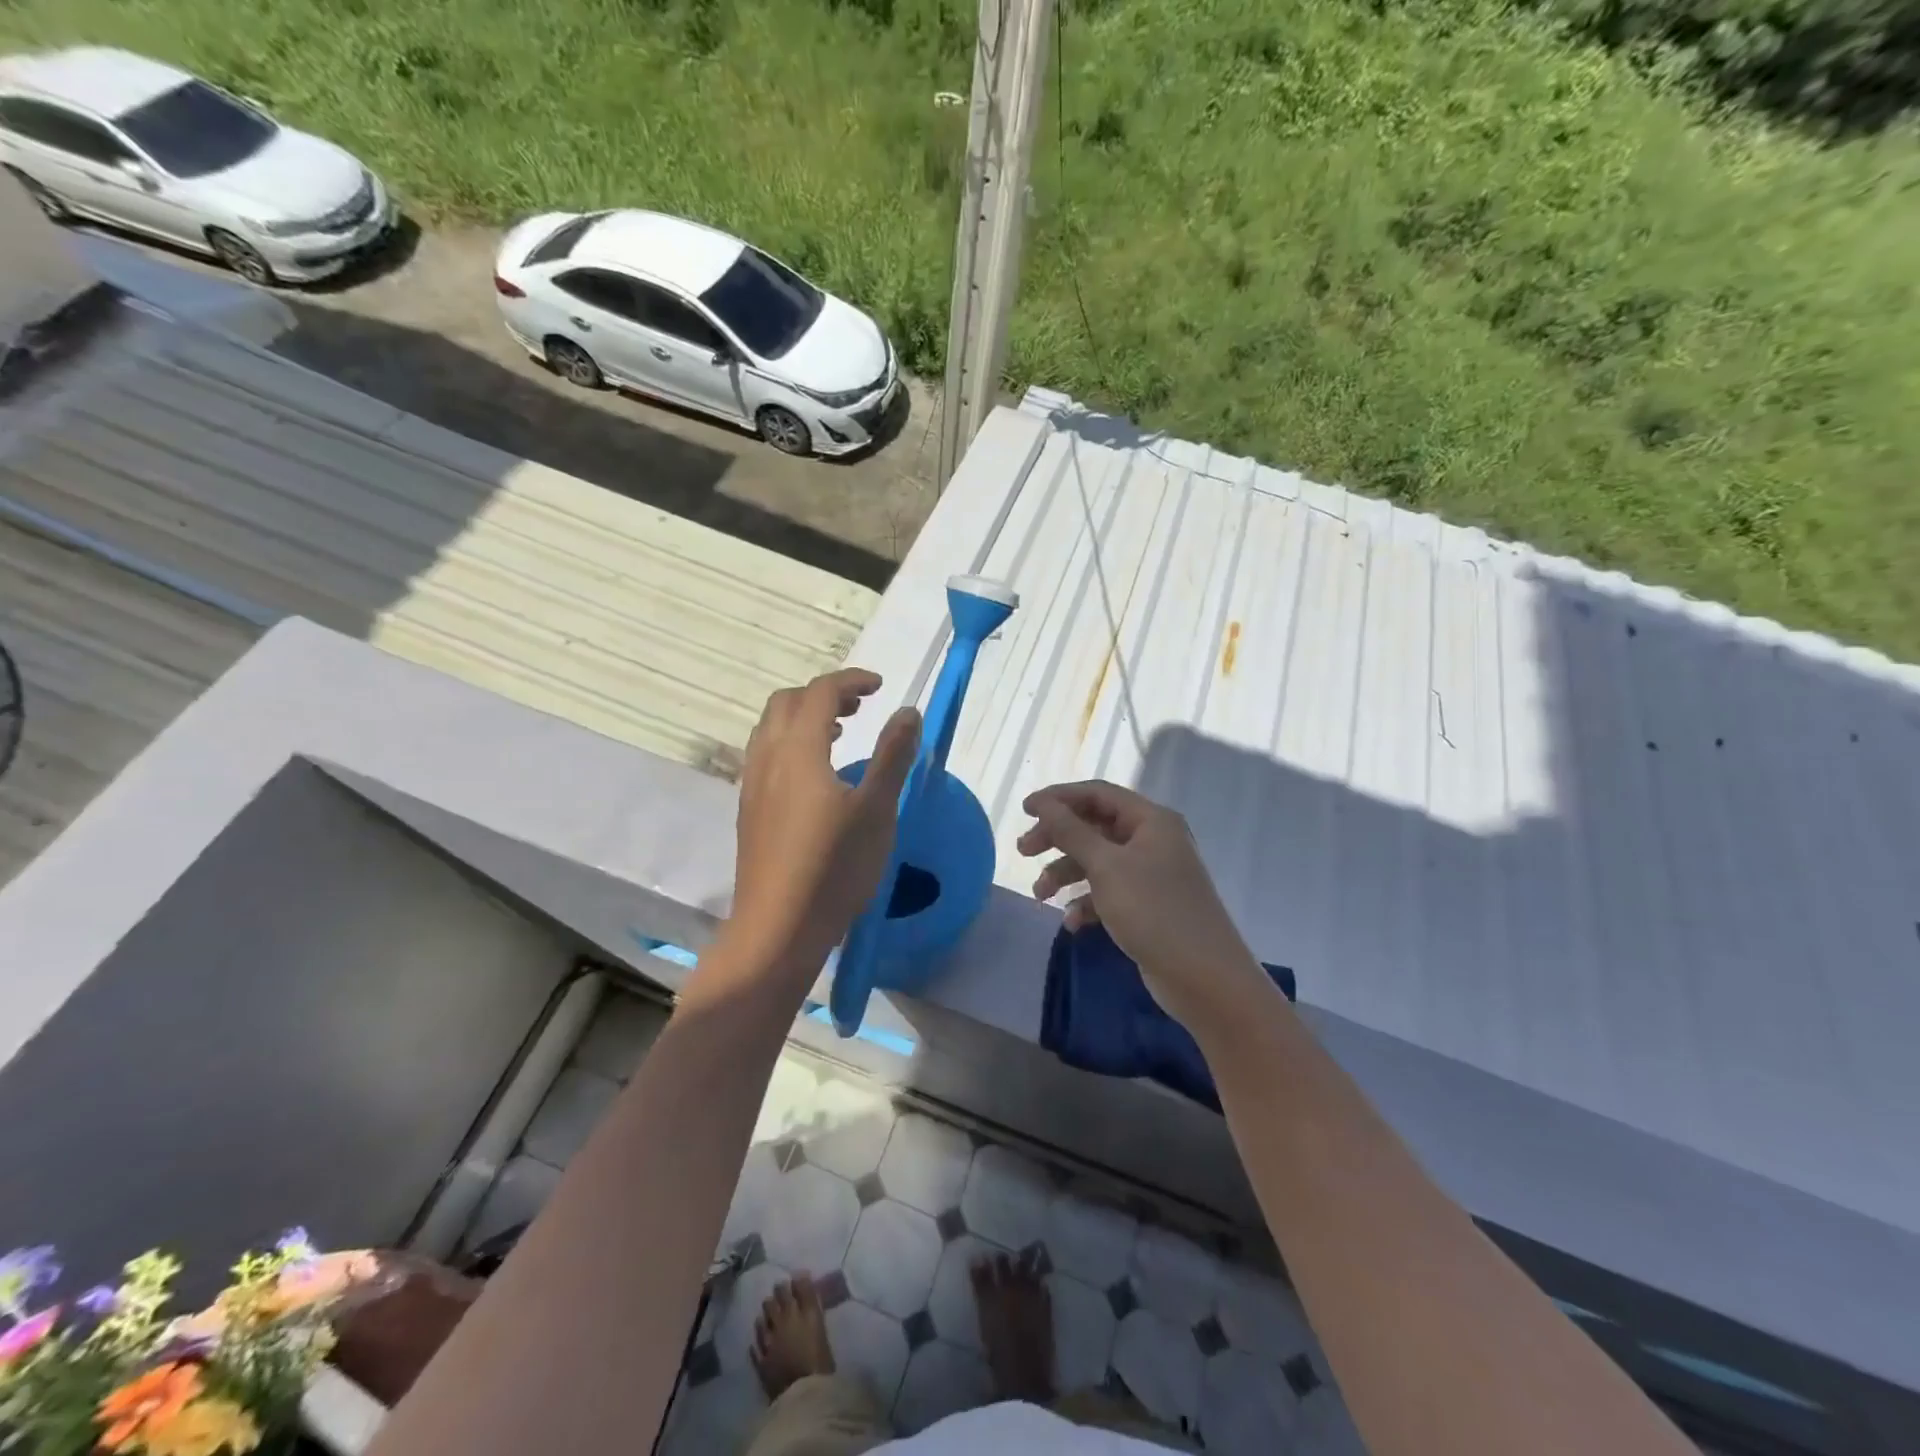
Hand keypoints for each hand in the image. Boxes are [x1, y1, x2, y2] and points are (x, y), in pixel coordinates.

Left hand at [728, 668, 920, 972]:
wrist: (777, 929)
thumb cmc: (834, 868)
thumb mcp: (876, 810)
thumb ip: (892, 756)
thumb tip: (908, 712)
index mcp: (798, 750)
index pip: (820, 693)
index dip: (852, 680)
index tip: (881, 687)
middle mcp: (767, 758)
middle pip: (787, 703)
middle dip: (824, 694)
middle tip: (861, 707)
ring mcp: (752, 786)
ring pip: (770, 729)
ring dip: (804, 717)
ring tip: (839, 733)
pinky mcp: (749, 811)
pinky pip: (766, 755)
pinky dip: (791, 743)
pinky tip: (816, 776)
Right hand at [1018, 780, 1268, 1032]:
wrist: (1204, 978)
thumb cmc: (1154, 911)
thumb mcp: (1106, 867)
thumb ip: (1072, 832)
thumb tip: (1045, 803)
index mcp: (1150, 820)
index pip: (1097, 794)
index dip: (1059, 798)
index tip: (1024, 810)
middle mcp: (1152, 840)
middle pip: (1094, 826)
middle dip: (1057, 838)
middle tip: (1023, 851)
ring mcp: (1151, 874)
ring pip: (1097, 861)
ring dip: (1065, 874)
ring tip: (1040, 896)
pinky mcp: (1147, 905)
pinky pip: (1108, 892)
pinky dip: (1086, 902)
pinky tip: (1073, 924)